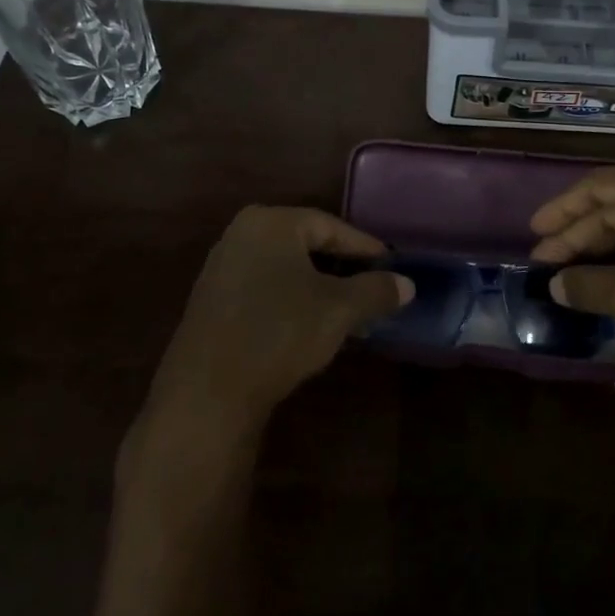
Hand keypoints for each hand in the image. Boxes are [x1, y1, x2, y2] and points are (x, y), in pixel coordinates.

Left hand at [143, 206, 409, 438]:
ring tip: (349, 312)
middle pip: (306, 246)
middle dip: (343, 269)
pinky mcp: (212, 301)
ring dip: (319, 288)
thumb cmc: (279, 332)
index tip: (392, 265)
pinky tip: (311, 326)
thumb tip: (407, 284)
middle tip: (373, 289)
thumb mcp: (339, 309)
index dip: (366, 247)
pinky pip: (264, 288)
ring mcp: (222, 268)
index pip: (331, 227)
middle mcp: (241, 234)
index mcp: (270, 222)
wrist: (207, 393)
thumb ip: (375, 291)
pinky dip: (292, 300)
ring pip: (286, 270)